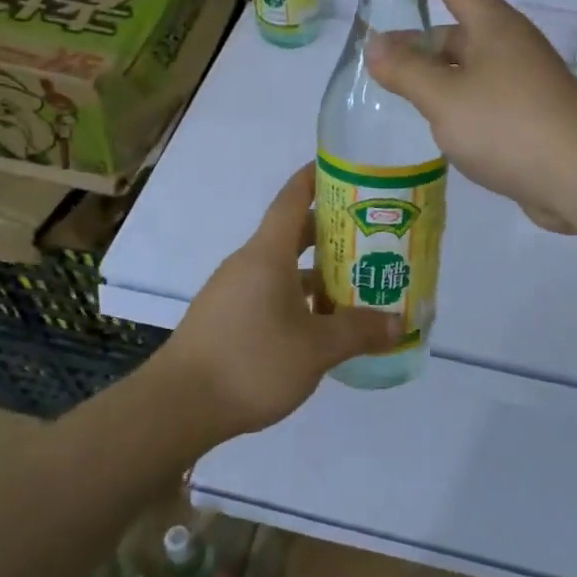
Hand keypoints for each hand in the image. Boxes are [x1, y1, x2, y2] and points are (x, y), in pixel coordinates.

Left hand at [158, 163, 405, 437]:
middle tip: (370, 236)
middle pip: (292, 234)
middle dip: (331, 232)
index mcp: (267, 254)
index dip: (316, 178)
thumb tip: (399, 323)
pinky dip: (297, 299)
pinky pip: (268, 295)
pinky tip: (318, 325)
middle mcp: (247, 264)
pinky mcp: (224, 320)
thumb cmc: (252, 362)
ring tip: (354, 285)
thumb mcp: (317, 348)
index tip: (344, 169)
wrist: (177, 407)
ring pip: (282, 269)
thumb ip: (359, 331)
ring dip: (316, 272)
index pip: (292, 199)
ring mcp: (231, 292)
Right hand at [366, 0, 576, 232]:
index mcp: (493, 25)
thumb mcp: (444, 97)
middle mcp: (511, 44)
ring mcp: (524, 80)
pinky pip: (485, 96)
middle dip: (418, 38)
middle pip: (458, 27)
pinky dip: (458, 102)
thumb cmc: (507, 125)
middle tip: (377, 58)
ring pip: (470, 66)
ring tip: (397, 94)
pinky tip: (439, 126)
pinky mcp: (531, 114)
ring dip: (436, 74)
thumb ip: (405, 70)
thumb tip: (375, 44)